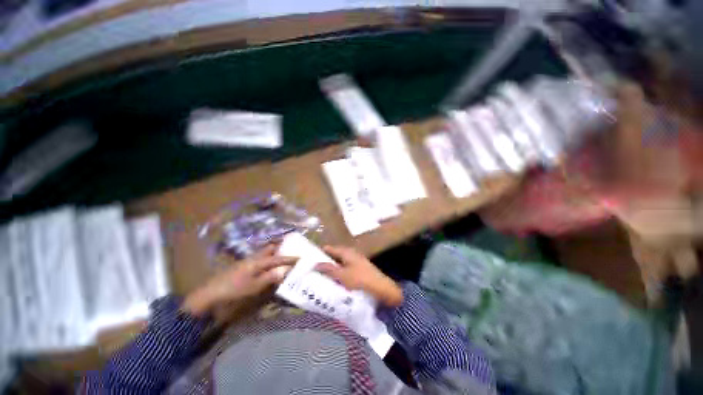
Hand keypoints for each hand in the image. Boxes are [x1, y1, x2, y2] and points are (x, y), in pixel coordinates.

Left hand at [183, 245, 296, 315]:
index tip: (300, 257)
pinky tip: (267, 265)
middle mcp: (253, 258)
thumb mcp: (253, 286)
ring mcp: (247, 261)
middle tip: (290, 248)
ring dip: (273, 252)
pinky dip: (266, 258)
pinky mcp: (242, 266)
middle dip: (280, 247)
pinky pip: (258, 258)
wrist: (209, 294)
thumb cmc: (233, 290)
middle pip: (270, 248)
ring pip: (264, 252)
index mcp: (258, 261)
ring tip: (282, 255)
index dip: (289, 258)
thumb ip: (270, 277)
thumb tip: (285, 271)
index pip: (278, 258)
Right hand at [315, 246, 402, 306]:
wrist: (382, 288)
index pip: (329, 248)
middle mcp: (350, 253)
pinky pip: (345, 269)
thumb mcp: (342, 275)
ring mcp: (355, 261)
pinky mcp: (359, 269)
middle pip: (334, 255)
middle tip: (312, 272)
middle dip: (324, 262)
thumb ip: (328, 269)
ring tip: (320, 278)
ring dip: (331, 269)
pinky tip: (334, 282)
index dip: (319, 253)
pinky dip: (338, 273)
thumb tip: (315, 263)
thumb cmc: (360, 280)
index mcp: (346, 252)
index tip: (308, 261)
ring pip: (339, 263)